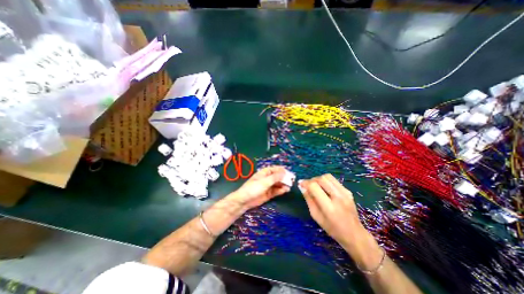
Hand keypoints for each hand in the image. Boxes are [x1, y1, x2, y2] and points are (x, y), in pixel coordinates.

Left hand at [226, 166, 287, 210]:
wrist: (245, 200)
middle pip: (277, 177)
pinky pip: (276, 191)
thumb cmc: (253, 188)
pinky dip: (281, 190)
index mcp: (264, 173)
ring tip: (289, 186)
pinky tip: (285, 190)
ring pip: (278, 184)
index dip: (282, 170)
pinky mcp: (268, 194)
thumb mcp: (265, 182)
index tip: (289, 173)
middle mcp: (267, 178)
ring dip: (283, 184)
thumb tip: (284, 172)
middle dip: (284, 178)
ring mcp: (268, 186)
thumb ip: (275, 177)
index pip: (275, 169)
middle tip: (292, 180)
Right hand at [299, 173, 371, 251]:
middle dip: (311, 180)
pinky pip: (334, 180)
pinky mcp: (348, 191)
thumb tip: (302, 187)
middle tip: (307, 185)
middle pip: (321, 179)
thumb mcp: (316, 217)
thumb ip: (309, 200)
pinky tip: (324, 188)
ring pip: (328, 177)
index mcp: (329, 207)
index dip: (305, 183)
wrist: (355, 234)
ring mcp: (345, 193)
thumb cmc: (333, 229)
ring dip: (319, 179)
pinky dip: (326, 181)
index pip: (314, 187)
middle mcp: (338, 197)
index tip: (300, 184)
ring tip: (315, 185)